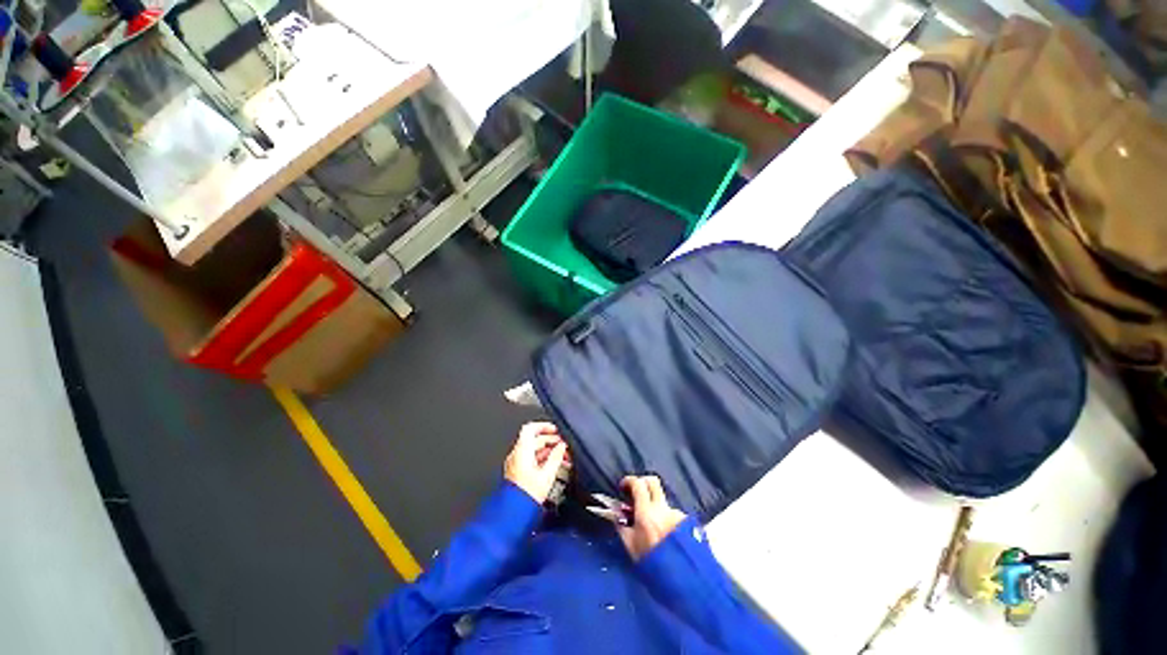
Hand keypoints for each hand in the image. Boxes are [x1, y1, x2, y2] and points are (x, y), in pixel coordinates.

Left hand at [504, 422, 569, 504]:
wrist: (513, 517)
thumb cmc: (525, 498)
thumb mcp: (547, 475)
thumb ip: (556, 457)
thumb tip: (562, 446)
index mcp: (521, 451)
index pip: (530, 428)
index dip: (544, 426)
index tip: (556, 429)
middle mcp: (517, 455)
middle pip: (534, 440)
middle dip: (551, 441)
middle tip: (564, 445)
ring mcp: (516, 464)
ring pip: (534, 451)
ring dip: (549, 451)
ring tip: (563, 457)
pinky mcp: (518, 474)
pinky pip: (532, 460)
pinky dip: (543, 460)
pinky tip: (554, 466)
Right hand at [617, 475, 687, 560]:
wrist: (685, 580)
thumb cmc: (653, 565)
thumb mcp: (631, 547)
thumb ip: (622, 527)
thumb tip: (616, 515)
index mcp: (647, 512)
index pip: (638, 484)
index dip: (629, 481)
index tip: (623, 486)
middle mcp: (663, 508)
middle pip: (653, 482)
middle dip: (643, 483)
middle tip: (636, 494)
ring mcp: (676, 513)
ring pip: (662, 501)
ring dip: (655, 506)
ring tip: (652, 527)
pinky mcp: (686, 521)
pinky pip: (671, 514)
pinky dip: (665, 519)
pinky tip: (665, 535)